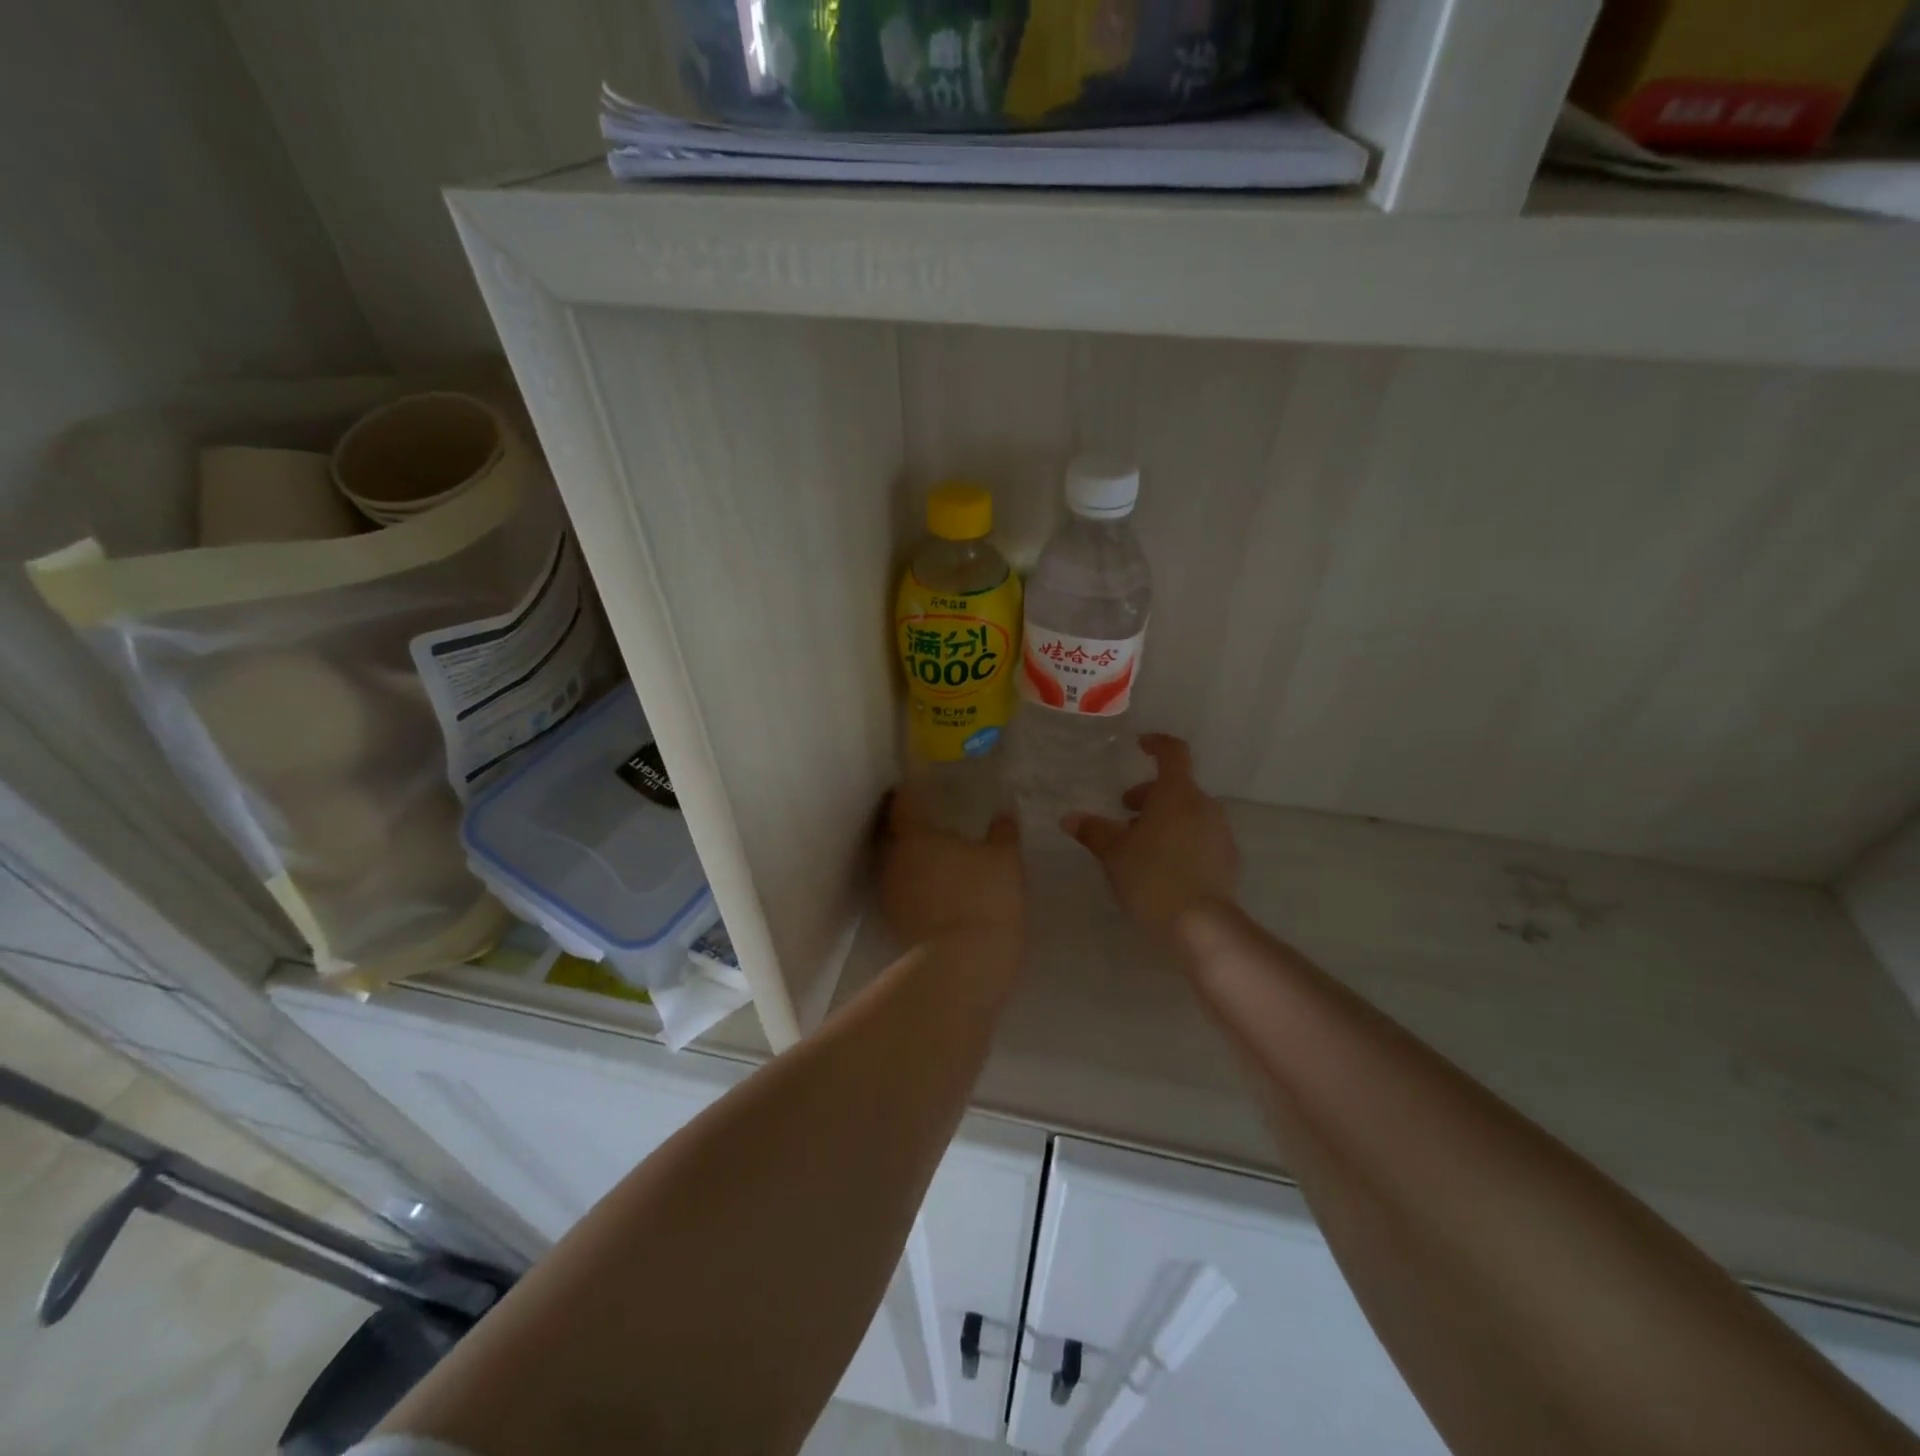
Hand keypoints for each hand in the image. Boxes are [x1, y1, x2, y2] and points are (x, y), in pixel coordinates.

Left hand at [879, 784, 1023, 951]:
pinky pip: (902, 890)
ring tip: (936, 854)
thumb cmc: (984, 899)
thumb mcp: (1005, 860)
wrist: (964, 965)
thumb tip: (1003, 813)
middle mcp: (892, 860)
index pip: (903, 804)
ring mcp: (890, 894)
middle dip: (907, 826)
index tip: (920, 787)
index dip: (910, 793)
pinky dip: (915, 884)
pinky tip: (937, 887)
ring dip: (911, 857)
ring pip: (895, 864)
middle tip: (931, 819)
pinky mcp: (895, 922)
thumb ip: (1003, 833)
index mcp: (914, 837)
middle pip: (893, 834)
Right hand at [1063, 734, 1239, 935]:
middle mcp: (1204, 805)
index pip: (1172, 753)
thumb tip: (1070, 818)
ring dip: (1165, 820)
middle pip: (1177, 787)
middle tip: (1125, 816)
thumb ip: (1093, 831)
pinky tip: (1164, 868)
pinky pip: (1201, 837)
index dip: (1156, 744)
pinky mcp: (1228, 859)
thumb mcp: (1113, 854)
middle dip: (1150, 796)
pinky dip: (1182, 840)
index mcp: (1176, 794)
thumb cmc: (1151, 876)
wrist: (1201, 924)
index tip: (1140, 746)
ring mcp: (1221, 832)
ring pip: (1189, 813)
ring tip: (1141, 847)